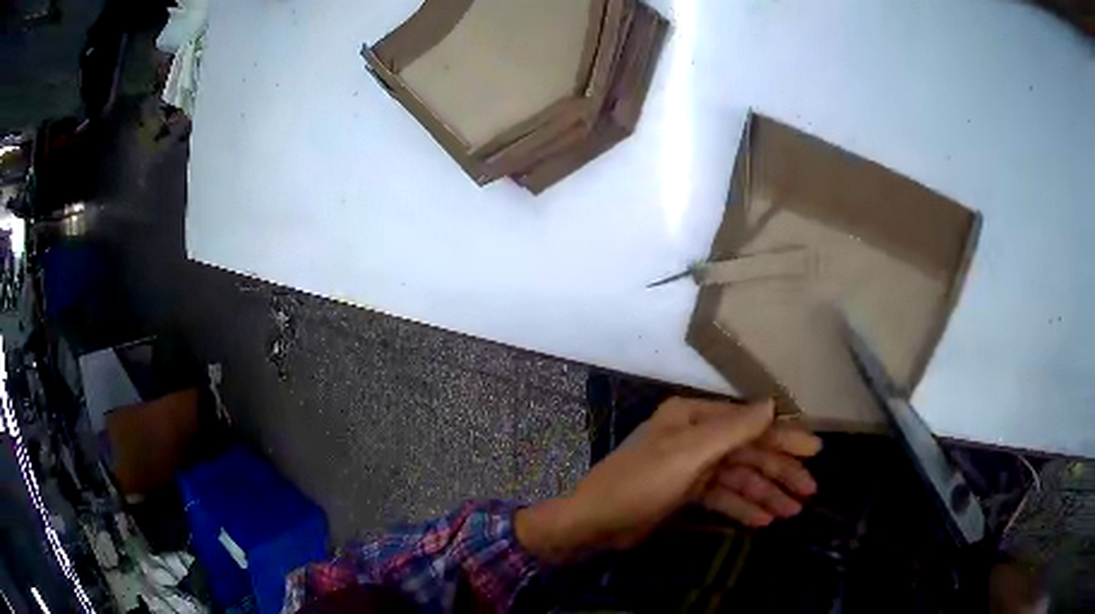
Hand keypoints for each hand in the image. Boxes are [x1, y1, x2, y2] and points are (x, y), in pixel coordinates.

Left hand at [515, 397, 821, 562]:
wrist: (595, 522)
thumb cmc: (640, 483)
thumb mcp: (688, 454)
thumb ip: (733, 430)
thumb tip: (773, 404)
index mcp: (694, 417)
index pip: (750, 424)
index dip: (784, 437)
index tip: (815, 451)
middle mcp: (696, 437)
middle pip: (749, 452)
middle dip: (779, 472)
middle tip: (809, 492)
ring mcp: (691, 466)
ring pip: (739, 477)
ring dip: (766, 494)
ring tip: (791, 513)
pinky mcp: (686, 492)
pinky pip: (723, 496)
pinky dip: (742, 507)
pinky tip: (763, 521)